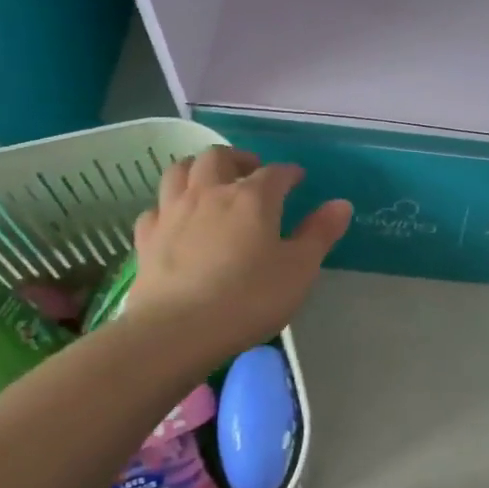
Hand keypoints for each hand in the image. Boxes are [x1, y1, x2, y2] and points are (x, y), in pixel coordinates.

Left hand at [124, 147, 351, 352]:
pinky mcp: (147, 237)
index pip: (275, 172)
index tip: (297, 179)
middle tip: (251, 172)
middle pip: (219, 157)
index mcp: (253, 197)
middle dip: (238, 159)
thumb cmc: (249, 297)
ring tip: (211, 182)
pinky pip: (156, 208)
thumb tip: (341, 204)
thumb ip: (320, 233)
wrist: (177, 330)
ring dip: (198, 169)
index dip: (289, 173)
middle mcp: (210, 193)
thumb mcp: (299, 269)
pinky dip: (169, 205)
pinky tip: (176, 219)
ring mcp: (173, 212)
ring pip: (180, 171)